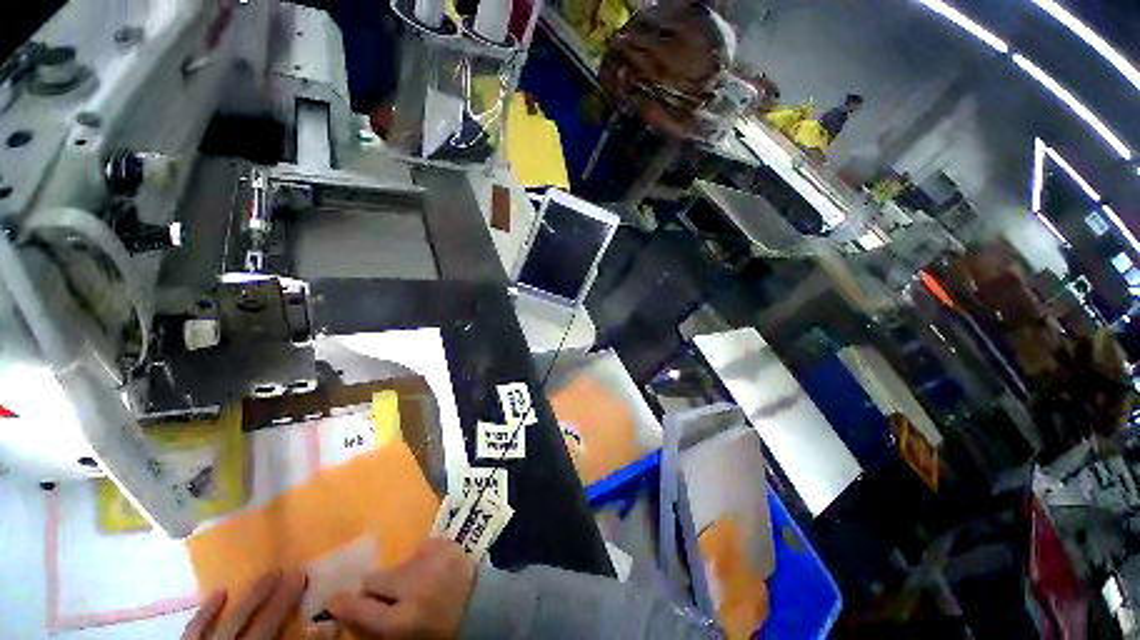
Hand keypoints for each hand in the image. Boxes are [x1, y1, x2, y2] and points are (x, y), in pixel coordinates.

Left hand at [182, 569, 306, 639]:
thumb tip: (318, 630)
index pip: (267, 627)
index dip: (284, 602)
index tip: (302, 575)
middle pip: (246, 620)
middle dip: (268, 595)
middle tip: (287, 570)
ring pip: (226, 621)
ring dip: (246, 598)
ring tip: (265, 576)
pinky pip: (193, 630)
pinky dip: (206, 612)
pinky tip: (219, 592)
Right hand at [327, 538, 475, 638]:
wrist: (481, 608)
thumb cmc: (439, 629)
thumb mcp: (404, 637)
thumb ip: (376, 624)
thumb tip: (348, 608)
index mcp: (401, 621)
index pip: (361, 609)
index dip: (344, 605)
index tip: (333, 600)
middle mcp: (412, 587)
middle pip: (373, 579)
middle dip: (376, 587)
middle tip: (389, 592)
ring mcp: (430, 561)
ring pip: (397, 563)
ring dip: (402, 572)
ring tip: (420, 581)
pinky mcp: (445, 544)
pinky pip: (420, 547)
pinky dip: (422, 558)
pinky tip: (434, 569)